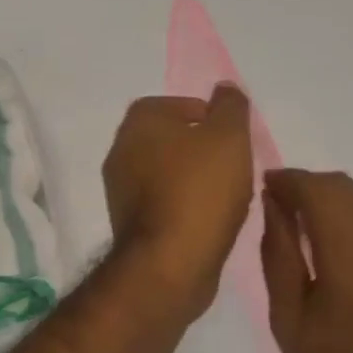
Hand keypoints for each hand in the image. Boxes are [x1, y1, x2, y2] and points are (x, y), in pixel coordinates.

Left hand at [103, 86, 254, 320]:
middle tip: (233, 166)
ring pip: (167, 173)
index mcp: (139, 122)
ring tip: (226, 196)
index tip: (233, 139)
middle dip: (203, 150)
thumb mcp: (229, 136)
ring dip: (194, 180)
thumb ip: (230, 106)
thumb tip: (224, 88)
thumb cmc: (200, 190)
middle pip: (172, 140)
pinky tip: (208, 221)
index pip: (178, 104)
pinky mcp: (128, 224)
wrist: (169, 264)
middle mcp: (120, 150)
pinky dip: (184, 206)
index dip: (210, 118)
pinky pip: (163, 204)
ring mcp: (120, 190)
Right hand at [260, 169, 352, 352]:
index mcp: (346, 252)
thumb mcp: (287, 317)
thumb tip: (274, 204)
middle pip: (346, 185)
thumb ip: (278, 252)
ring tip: (319, 231)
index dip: (289, 180)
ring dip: (341, 202)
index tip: (268, 186)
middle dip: (313, 187)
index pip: (316, 189)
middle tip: (288, 210)